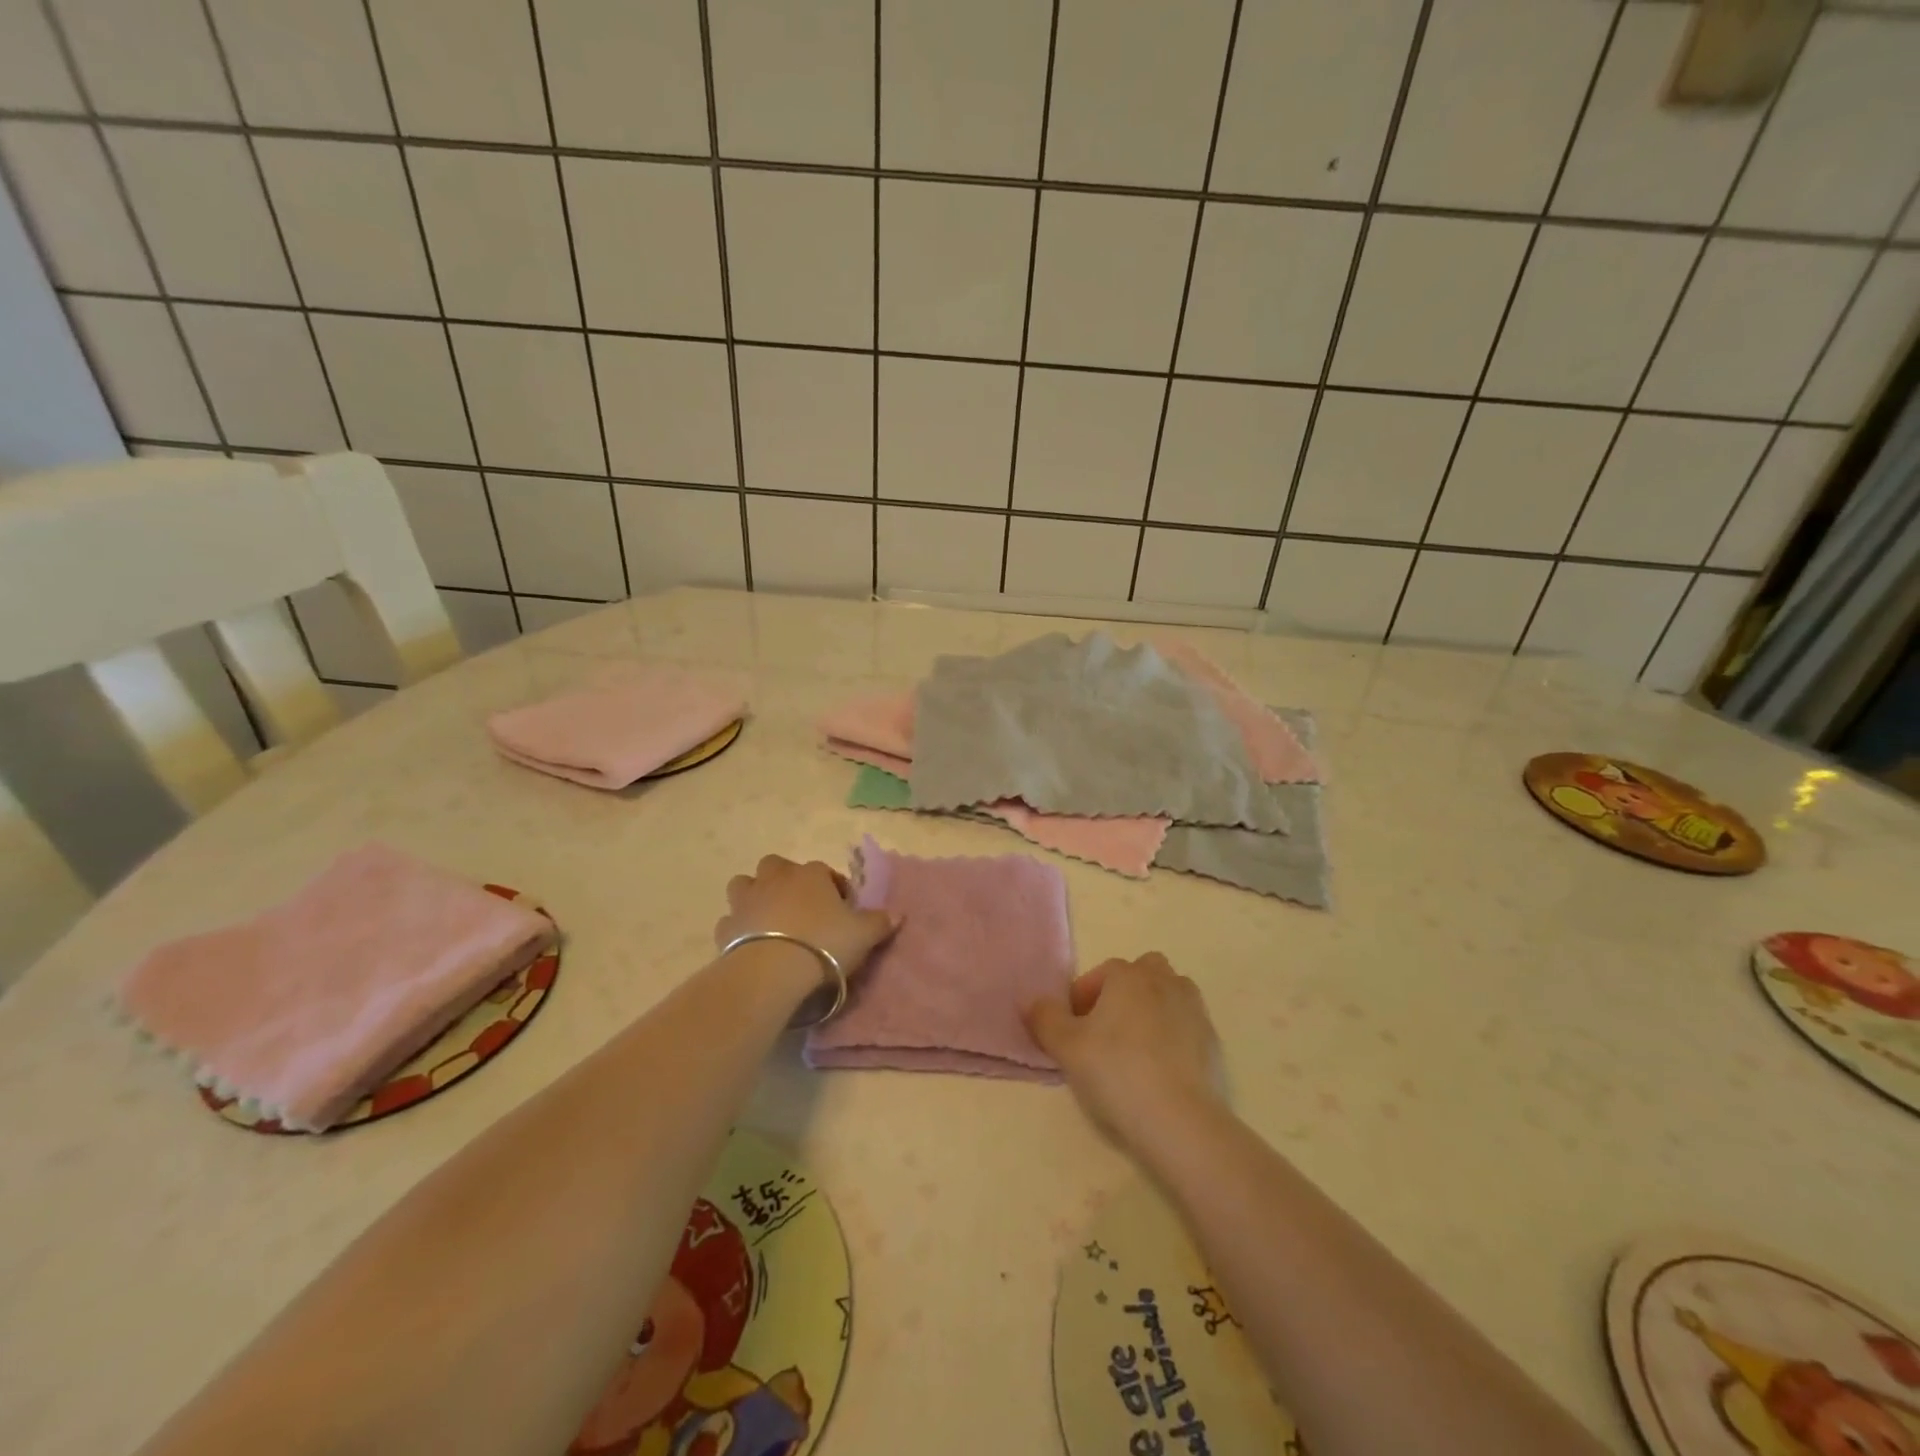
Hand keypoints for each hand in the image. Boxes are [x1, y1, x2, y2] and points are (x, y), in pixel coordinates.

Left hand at [715, 855, 897, 980]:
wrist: (773, 969)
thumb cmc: (824, 943)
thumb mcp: (864, 934)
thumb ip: (880, 922)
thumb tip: (898, 914)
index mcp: (811, 874)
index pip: (825, 872)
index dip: (834, 889)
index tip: (843, 910)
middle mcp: (776, 878)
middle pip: (777, 866)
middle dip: (785, 880)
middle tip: (800, 907)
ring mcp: (747, 901)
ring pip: (744, 884)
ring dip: (754, 896)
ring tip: (769, 920)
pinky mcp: (726, 928)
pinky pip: (730, 921)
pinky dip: (738, 929)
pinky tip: (749, 944)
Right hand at [1025, 953, 1221, 1142]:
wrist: (1179, 1119)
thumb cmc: (1116, 1072)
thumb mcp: (1066, 1047)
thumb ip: (1045, 1018)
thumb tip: (1033, 1002)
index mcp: (1128, 976)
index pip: (1101, 973)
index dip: (1083, 998)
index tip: (1073, 1029)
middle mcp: (1164, 981)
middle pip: (1142, 972)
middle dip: (1123, 992)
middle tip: (1106, 1029)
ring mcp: (1193, 1009)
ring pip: (1168, 993)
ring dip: (1151, 1008)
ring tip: (1135, 1045)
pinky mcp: (1212, 1041)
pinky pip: (1186, 1024)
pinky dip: (1173, 1035)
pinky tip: (1160, 1068)